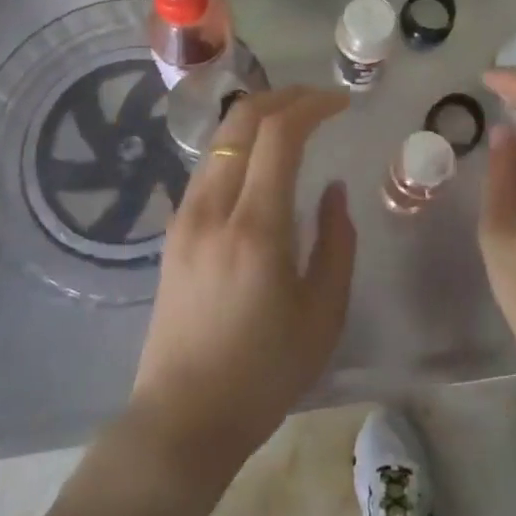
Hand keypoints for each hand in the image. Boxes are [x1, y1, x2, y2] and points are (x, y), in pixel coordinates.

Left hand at [129, 86, 354, 489]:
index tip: (341, 103)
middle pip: (242, 119)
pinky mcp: (174, 231)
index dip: (312, 105)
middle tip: (319, 100)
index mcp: (255, 228)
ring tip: (295, 123)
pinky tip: (262, 162)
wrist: (183, 418)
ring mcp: (185, 217)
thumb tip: (332, 189)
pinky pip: (210, 166)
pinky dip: (240, 145)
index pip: (278, 134)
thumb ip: (336, 241)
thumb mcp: (323, 313)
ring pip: (221, 138)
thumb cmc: (264, 373)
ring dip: (259, 117)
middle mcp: (212, 208)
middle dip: (284, 96)